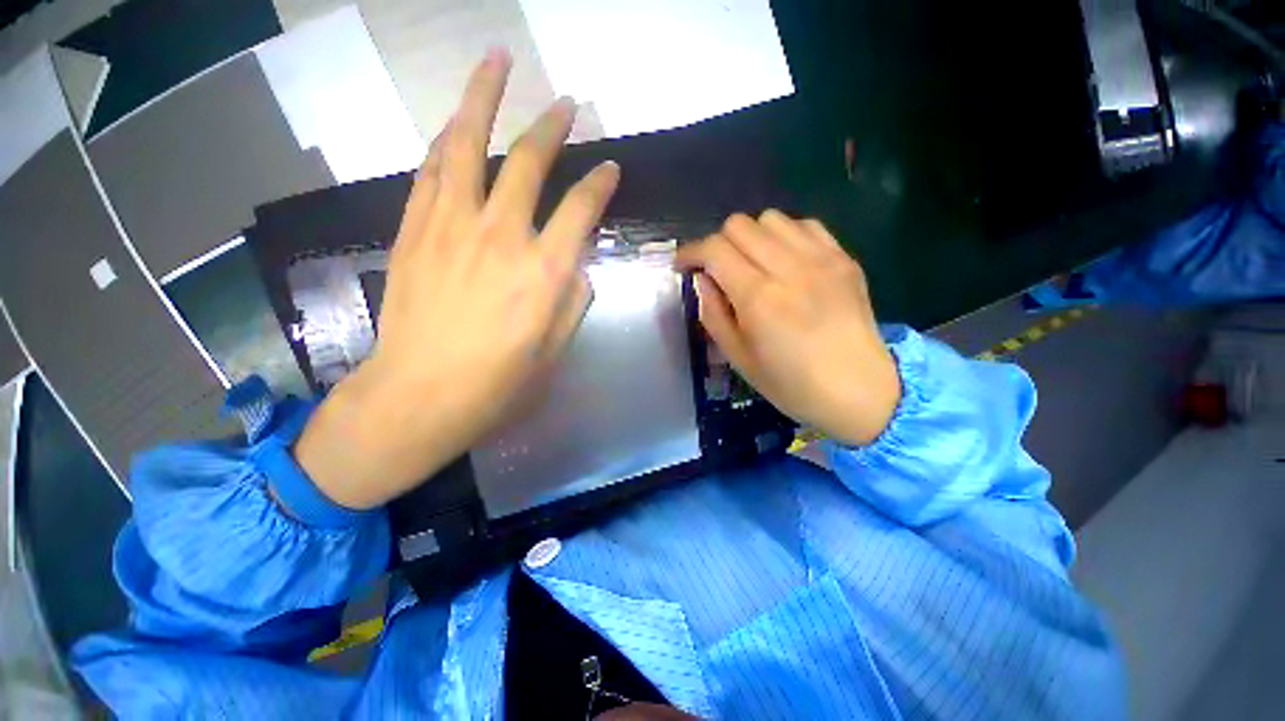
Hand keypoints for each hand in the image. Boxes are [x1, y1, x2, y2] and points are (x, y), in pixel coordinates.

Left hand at [294, 49, 619, 509]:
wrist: (418, 395)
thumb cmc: (498, 383)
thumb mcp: (555, 350)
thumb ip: (572, 301)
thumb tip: (574, 267)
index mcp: (544, 272)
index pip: (581, 209)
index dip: (599, 184)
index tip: (610, 168)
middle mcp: (501, 236)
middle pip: (529, 162)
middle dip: (552, 126)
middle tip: (566, 104)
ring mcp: (450, 226)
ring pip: (466, 145)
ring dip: (483, 98)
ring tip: (496, 62)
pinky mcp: (413, 231)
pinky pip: (430, 171)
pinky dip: (445, 142)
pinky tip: (454, 125)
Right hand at [675, 212, 900, 445]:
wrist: (860, 390)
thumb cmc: (791, 384)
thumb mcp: (738, 358)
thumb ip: (713, 314)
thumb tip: (702, 279)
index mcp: (758, 298)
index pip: (714, 249)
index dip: (690, 252)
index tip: (683, 265)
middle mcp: (788, 268)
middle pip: (739, 225)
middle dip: (718, 244)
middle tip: (718, 270)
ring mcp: (821, 259)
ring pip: (771, 218)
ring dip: (751, 237)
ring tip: (752, 264)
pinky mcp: (843, 258)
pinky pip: (805, 225)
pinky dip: (785, 236)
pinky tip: (785, 260)